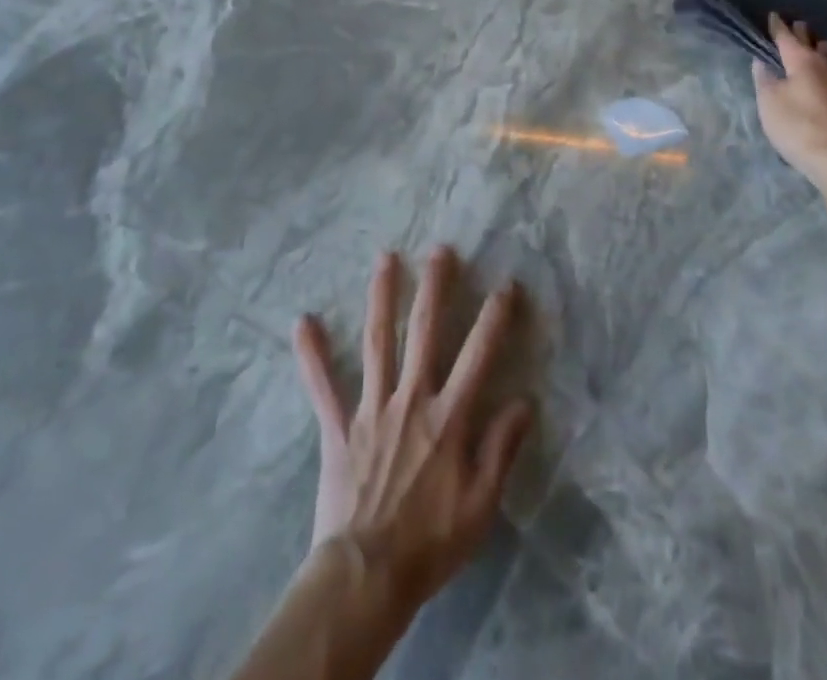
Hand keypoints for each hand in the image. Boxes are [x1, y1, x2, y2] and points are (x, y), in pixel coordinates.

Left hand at [293, 248, 534, 616]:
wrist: (367, 577)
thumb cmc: (430, 543)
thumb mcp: (481, 505)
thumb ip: (502, 449)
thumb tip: (524, 401)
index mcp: (448, 418)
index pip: (478, 355)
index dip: (495, 318)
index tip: (506, 285)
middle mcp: (411, 399)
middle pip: (424, 332)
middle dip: (435, 287)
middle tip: (440, 249)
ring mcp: (371, 409)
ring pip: (378, 342)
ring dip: (382, 297)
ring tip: (385, 258)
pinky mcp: (339, 426)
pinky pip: (322, 386)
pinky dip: (311, 354)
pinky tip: (302, 321)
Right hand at [751, 11, 826, 184]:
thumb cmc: (801, 128)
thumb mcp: (770, 105)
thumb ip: (765, 81)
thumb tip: (762, 61)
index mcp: (803, 62)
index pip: (787, 38)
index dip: (778, 27)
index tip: (774, 15)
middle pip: (813, 45)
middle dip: (803, 35)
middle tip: (797, 24)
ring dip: (821, 52)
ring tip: (818, 46)